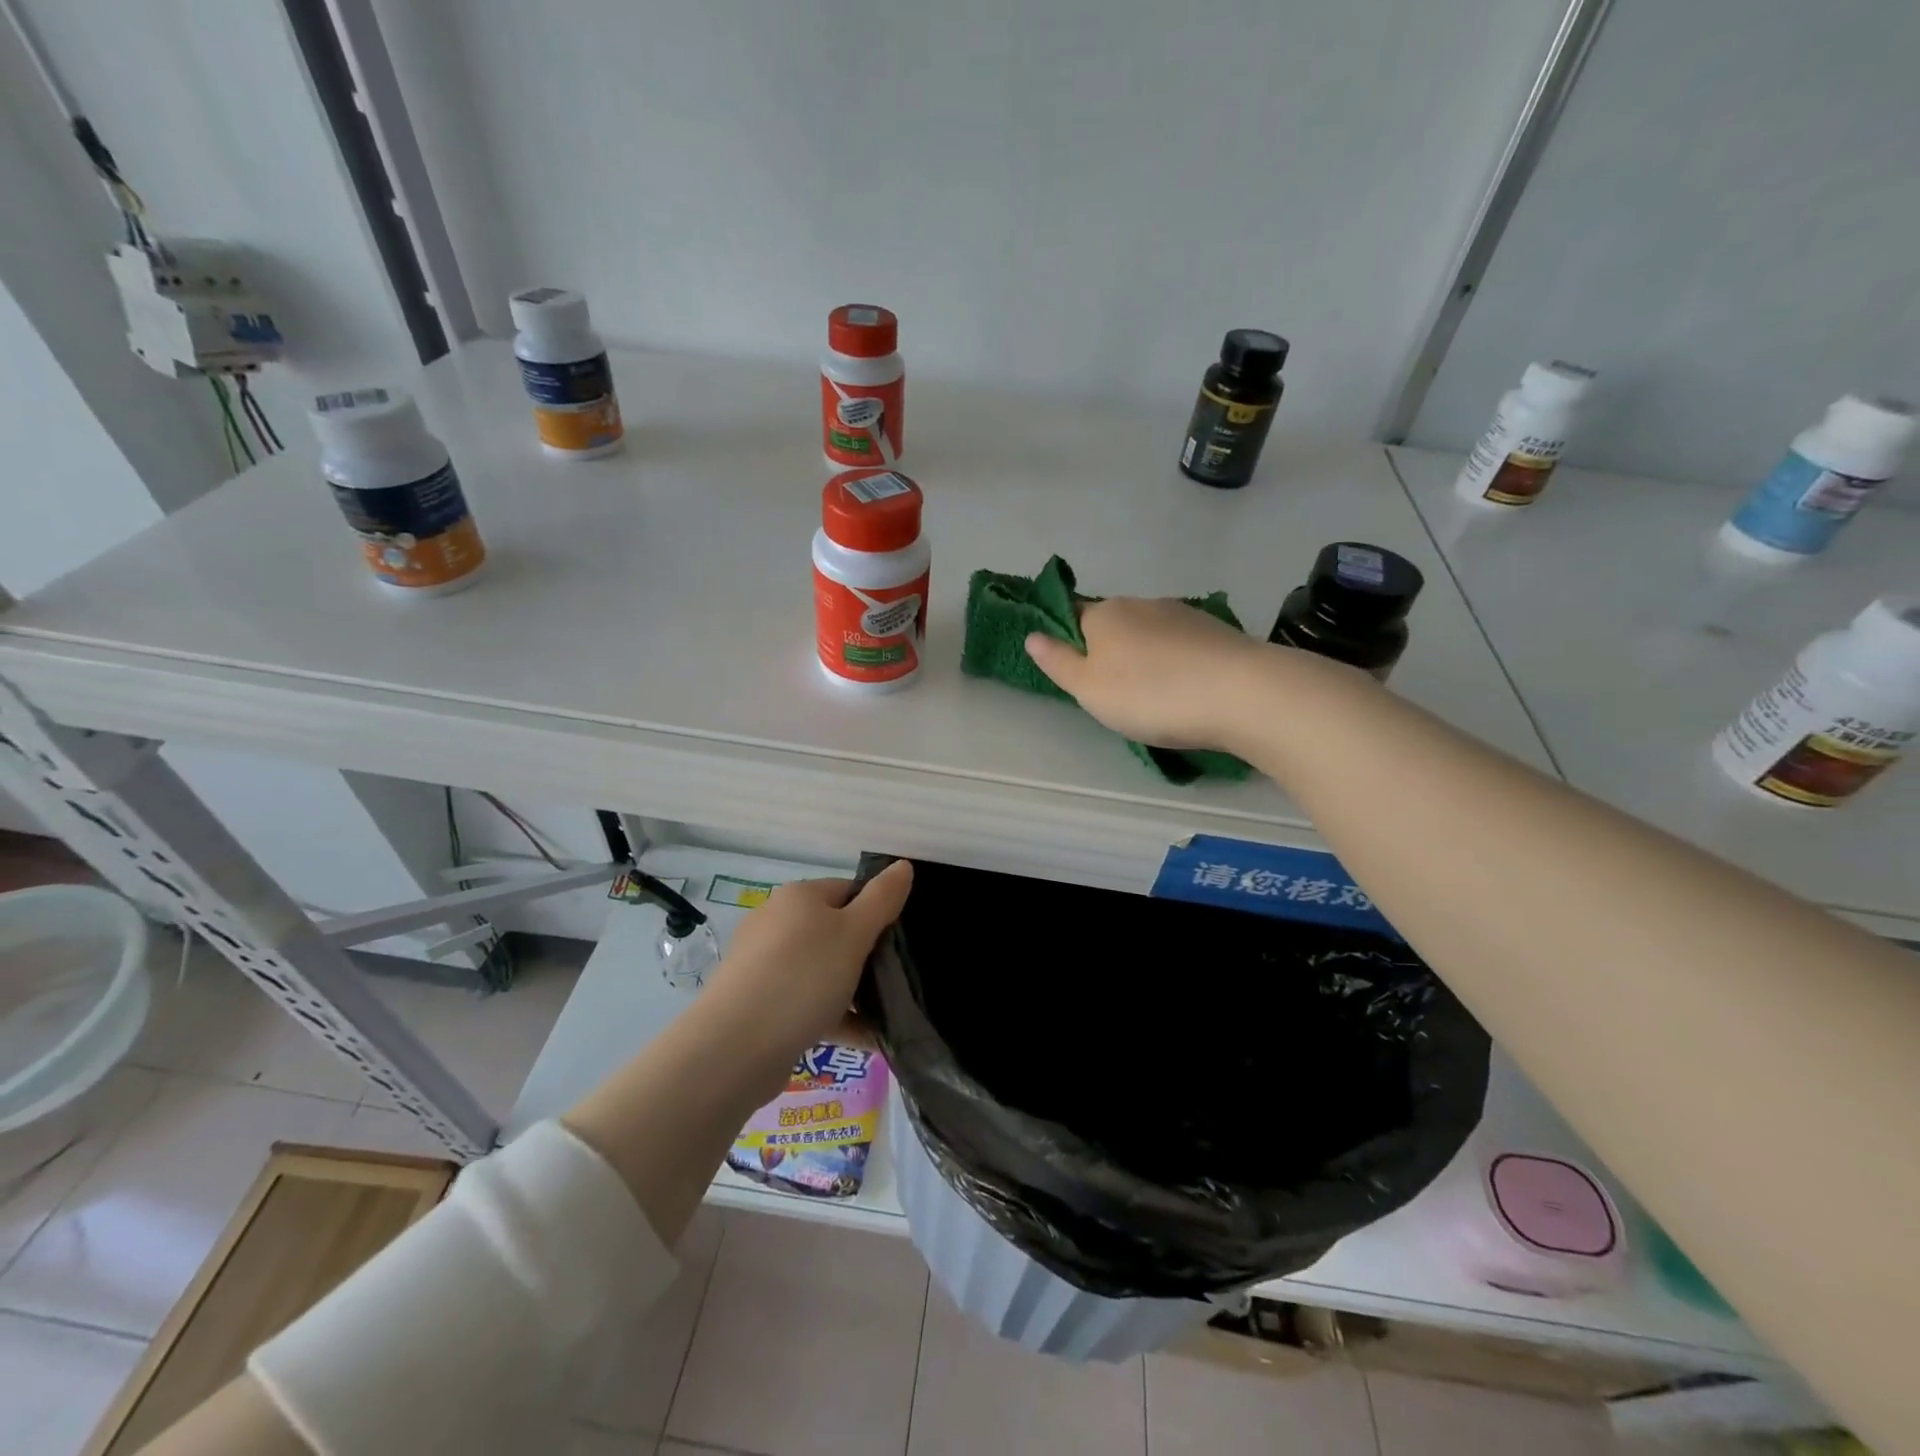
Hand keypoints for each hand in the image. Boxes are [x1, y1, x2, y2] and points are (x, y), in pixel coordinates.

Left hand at [705, 861, 913, 1080]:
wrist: (735, 1047)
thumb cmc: (803, 977)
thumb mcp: (854, 933)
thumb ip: (882, 899)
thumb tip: (902, 864)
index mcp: (799, 897)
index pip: (849, 890)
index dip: (878, 910)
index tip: (901, 940)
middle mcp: (777, 923)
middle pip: (835, 931)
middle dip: (867, 955)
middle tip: (898, 978)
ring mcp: (765, 966)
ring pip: (822, 970)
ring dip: (854, 991)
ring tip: (889, 1014)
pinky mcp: (760, 1005)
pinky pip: (807, 1004)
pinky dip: (836, 1017)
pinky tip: (868, 1040)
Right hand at [1024, 597, 1266, 750]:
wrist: (1239, 693)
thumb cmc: (1149, 694)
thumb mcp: (1088, 688)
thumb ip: (1058, 662)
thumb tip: (1032, 635)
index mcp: (1104, 614)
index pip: (1073, 615)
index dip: (1069, 640)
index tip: (1076, 671)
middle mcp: (1141, 603)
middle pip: (1114, 625)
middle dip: (1111, 651)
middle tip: (1115, 694)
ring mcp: (1183, 614)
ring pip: (1150, 634)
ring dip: (1146, 657)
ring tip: (1155, 696)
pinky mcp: (1216, 630)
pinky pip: (1182, 645)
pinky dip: (1177, 662)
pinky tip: (1187, 689)